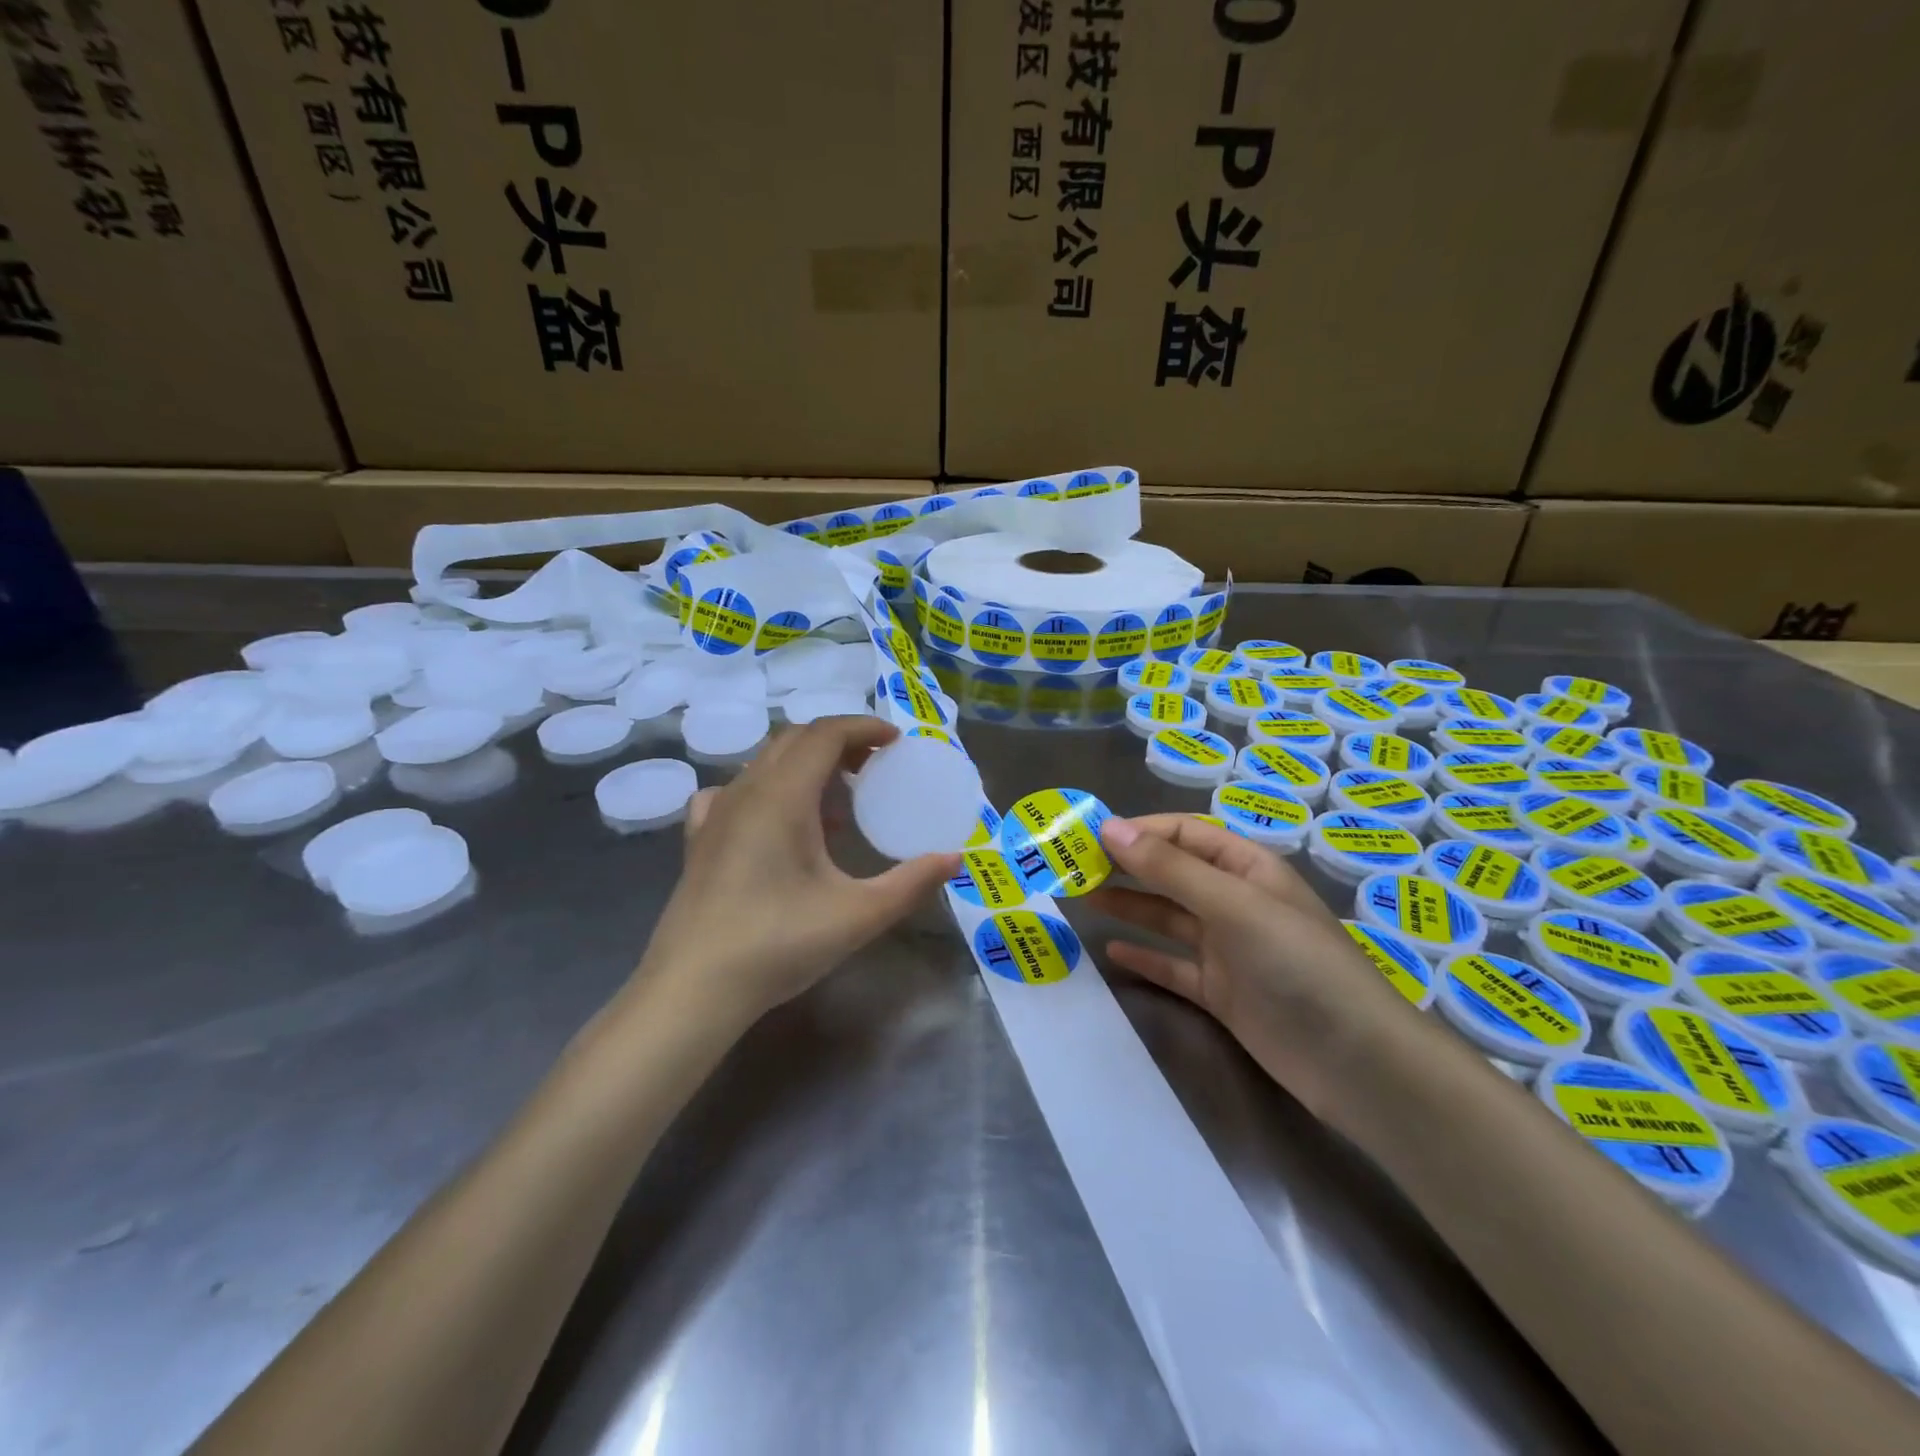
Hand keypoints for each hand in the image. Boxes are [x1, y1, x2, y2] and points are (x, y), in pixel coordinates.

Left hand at [636, 716, 959, 1028]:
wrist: (692, 989)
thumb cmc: (778, 944)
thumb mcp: (858, 915)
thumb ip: (911, 883)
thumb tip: (955, 858)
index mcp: (782, 796)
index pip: (825, 733)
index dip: (864, 727)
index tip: (897, 741)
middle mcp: (745, 791)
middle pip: (794, 740)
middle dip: (839, 742)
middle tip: (876, 766)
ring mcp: (715, 813)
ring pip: (765, 763)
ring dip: (806, 765)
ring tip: (838, 803)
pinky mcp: (698, 839)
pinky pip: (735, 791)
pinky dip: (768, 789)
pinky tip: (778, 822)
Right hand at [1089, 815, 1420, 1116]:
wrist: (1355, 1061)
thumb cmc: (1297, 963)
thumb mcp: (1232, 904)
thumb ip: (1169, 868)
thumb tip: (1110, 827)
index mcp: (1247, 868)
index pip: (1185, 834)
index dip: (1139, 832)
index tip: (1089, 837)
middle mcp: (1236, 902)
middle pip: (1173, 874)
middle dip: (1128, 867)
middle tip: (1074, 867)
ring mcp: (1229, 949)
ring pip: (1168, 919)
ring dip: (1130, 907)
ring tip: (1083, 899)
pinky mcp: (1222, 992)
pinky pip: (1174, 966)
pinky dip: (1145, 957)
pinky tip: (1112, 951)